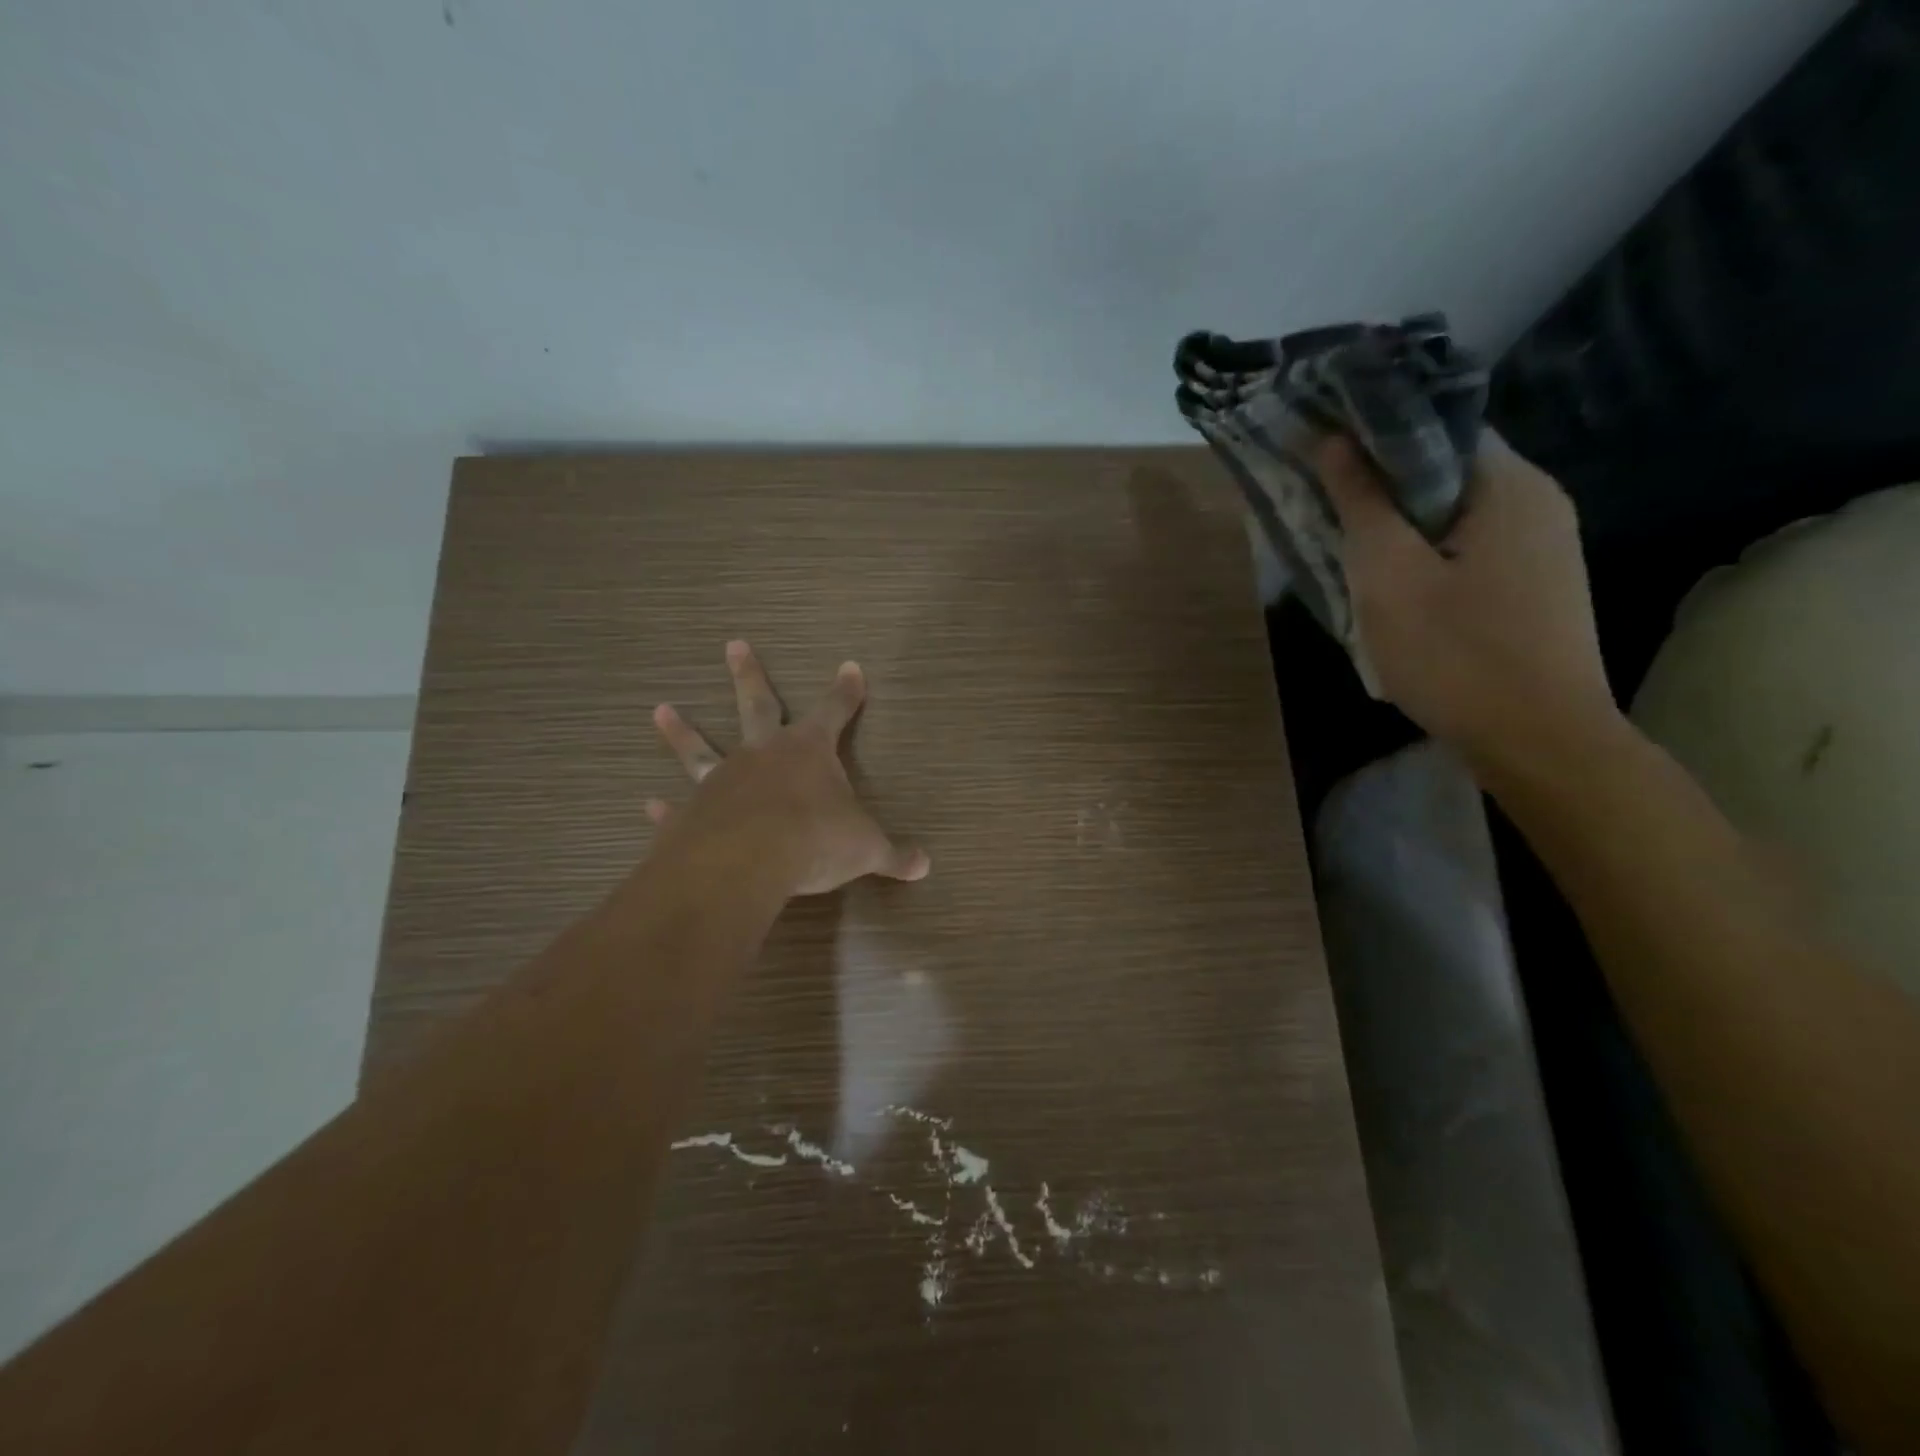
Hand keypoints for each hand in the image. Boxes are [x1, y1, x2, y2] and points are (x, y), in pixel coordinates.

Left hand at [646, 641, 930, 896]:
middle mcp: (763, 754)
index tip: (850, 667)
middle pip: (757, 704)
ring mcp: (723, 779)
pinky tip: (649, 805)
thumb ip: (893, 855)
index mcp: (809, 751)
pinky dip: (665, 807)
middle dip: (749, 674)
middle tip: (734, 644)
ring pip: (700, 748)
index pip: (835, 711)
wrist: (748, 861)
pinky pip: (678, 806)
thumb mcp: (865, 848)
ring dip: (682, 731)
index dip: (846, 691)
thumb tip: (925, 865)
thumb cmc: (816, 840)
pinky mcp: (693, 812)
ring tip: (660, 709)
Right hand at [1318, 430, 1622, 777]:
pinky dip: (1427, 555)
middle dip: (1382, 487)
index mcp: (1509, 485)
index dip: (1375, 435)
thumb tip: (1334, 440)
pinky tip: (1396, 588)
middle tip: (1325, 509)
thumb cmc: (1455, 654)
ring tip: (1351, 552)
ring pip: (1454, 514)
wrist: (1537, 741)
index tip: (1321, 453)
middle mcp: (1538, 501)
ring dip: (1401, 527)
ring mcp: (1544, 546)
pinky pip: (1469, 549)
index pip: (1436, 427)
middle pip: (1445, 471)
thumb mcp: (1389, 576)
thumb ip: (1362, 503)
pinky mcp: (1537, 585)